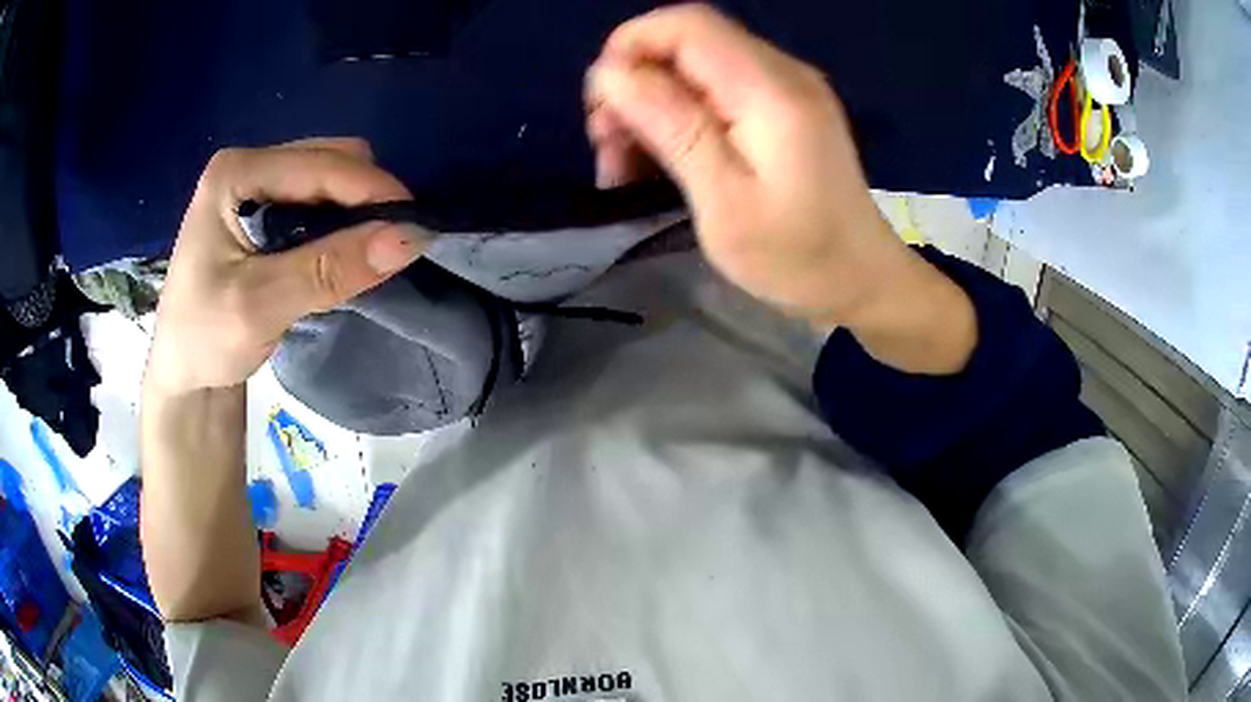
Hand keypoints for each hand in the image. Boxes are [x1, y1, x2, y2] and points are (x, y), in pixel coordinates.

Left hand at [145, 138, 425, 395]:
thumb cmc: (205, 340)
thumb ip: (330, 269)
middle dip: (367, 196)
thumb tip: (410, 238)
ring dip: (358, 209)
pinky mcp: (264, 211)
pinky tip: (345, 251)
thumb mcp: (261, 305)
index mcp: (235, 173)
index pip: (319, 164)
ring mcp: (256, 185)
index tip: (418, 226)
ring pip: (330, 178)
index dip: (372, 189)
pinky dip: (343, 222)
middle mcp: (248, 166)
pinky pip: (320, 201)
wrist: (182, 375)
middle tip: (391, 244)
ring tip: (371, 250)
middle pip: (329, 159)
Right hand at [585, 4, 910, 330]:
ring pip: (696, 68)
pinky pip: (717, 91)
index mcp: (771, 90)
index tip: (600, 103)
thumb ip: (672, 128)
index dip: (631, 46)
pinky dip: (679, 116)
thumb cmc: (798, 257)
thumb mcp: (725, 203)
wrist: (864, 280)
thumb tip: (611, 74)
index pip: (688, 25)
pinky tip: (660, 158)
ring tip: (624, 163)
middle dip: (635, 84)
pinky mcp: (784, 109)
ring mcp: (786, 89)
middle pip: (688, 44)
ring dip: (651, 105)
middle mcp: (782, 73)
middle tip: (607, 147)